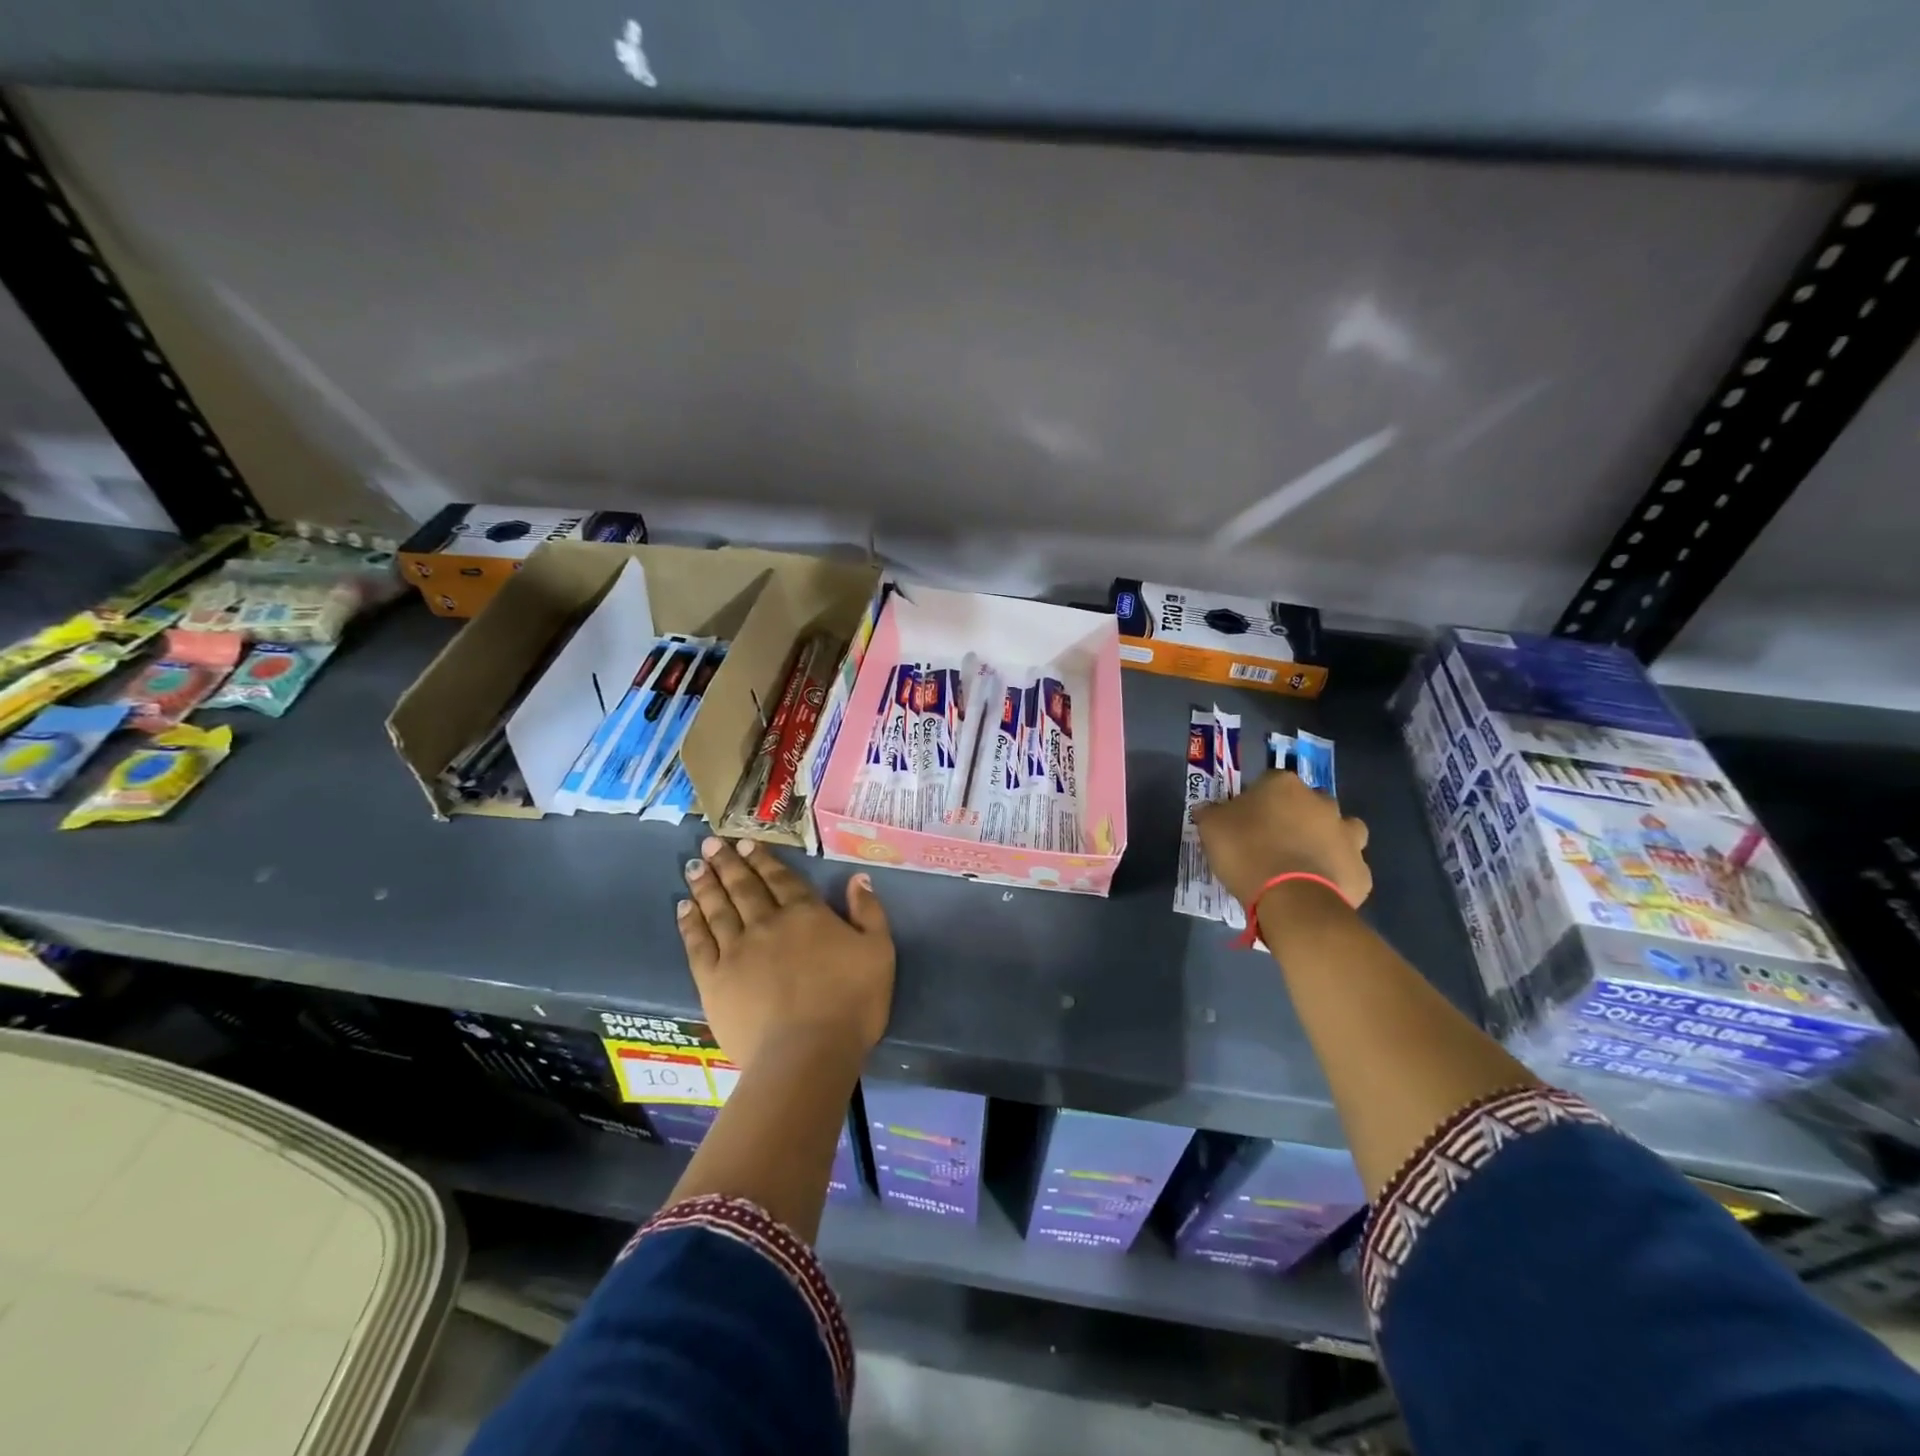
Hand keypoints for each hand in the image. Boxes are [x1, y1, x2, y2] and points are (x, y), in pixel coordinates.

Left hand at [677, 836, 894, 1069]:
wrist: (808, 1053)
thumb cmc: (852, 1002)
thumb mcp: (879, 951)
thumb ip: (869, 912)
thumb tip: (857, 878)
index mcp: (806, 914)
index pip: (781, 879)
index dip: (763, 859)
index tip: (745, 842)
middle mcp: (767, 923)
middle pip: (744, 887)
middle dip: (728, 863)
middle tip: (711, 843)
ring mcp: (736, 950)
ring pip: (718, 909)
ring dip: (706, 885)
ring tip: (693, 865)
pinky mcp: (714, 980)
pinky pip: (698, 943)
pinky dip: (690, 923)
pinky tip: (683, 908)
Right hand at [1192, 770, 1372, 911]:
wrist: (1292, 899)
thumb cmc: (1247, 853)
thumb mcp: (1211, 829)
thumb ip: (1210, 813)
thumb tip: (1207, 809)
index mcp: (1284, 785)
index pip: (1268, 782)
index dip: (1256, 802)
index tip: (1244, 821)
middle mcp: (1322, 802)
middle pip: (1308, 803)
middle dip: (1295, 817)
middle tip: (1273, 842)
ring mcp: (1347, 836)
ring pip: (1340, 831)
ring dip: (1326, 840)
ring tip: (1303, 863)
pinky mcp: (1360, 871)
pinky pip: (1346, 867)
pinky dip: (1335, 874)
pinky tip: (1316, 888)